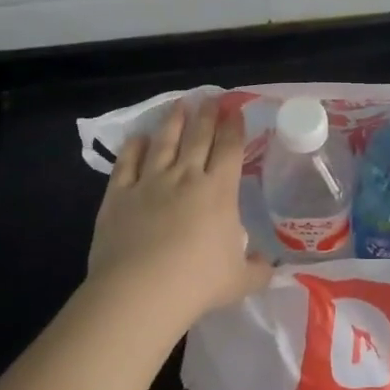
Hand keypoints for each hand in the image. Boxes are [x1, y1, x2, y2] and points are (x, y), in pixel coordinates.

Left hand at [85, 97, 271, 323]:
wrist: (141, 291)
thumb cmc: (198, 283)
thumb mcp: (240, 280)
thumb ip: (257, 270)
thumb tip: (270, 267)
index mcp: (219, 191)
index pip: (229, 149)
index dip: (234, 127)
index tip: (235, 109)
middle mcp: (185, 177)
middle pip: (198, 137)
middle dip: (207, 115)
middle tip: (210, 98)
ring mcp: (149, 183)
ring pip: (164, 142)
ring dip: (173, 121)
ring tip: (179, 104)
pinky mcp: (119, 195)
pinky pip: (127, 163)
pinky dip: (134, 147)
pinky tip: (138, 137)